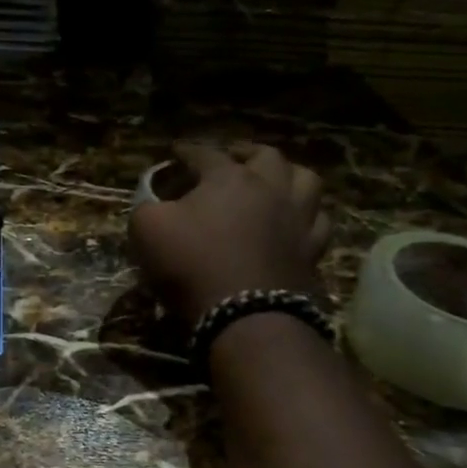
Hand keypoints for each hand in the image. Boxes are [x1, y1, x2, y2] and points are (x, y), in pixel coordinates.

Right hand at [130, 142, 333, 325]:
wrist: (246, 316)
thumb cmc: (192, 265)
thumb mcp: (147, 230)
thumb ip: (147, 206)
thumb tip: (154, 201)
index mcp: (229, 178)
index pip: (205, 153)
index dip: (187, 151)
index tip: (176, 151)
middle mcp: (270, 189)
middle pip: (267, 156)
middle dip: (246, 153)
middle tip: (233, 158)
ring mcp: (298, 220)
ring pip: (306, 181)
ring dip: (289, 175)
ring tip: (275, 181)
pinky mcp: (312, 252)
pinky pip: (319, 223)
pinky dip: (307, 215)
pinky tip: (297, 221)